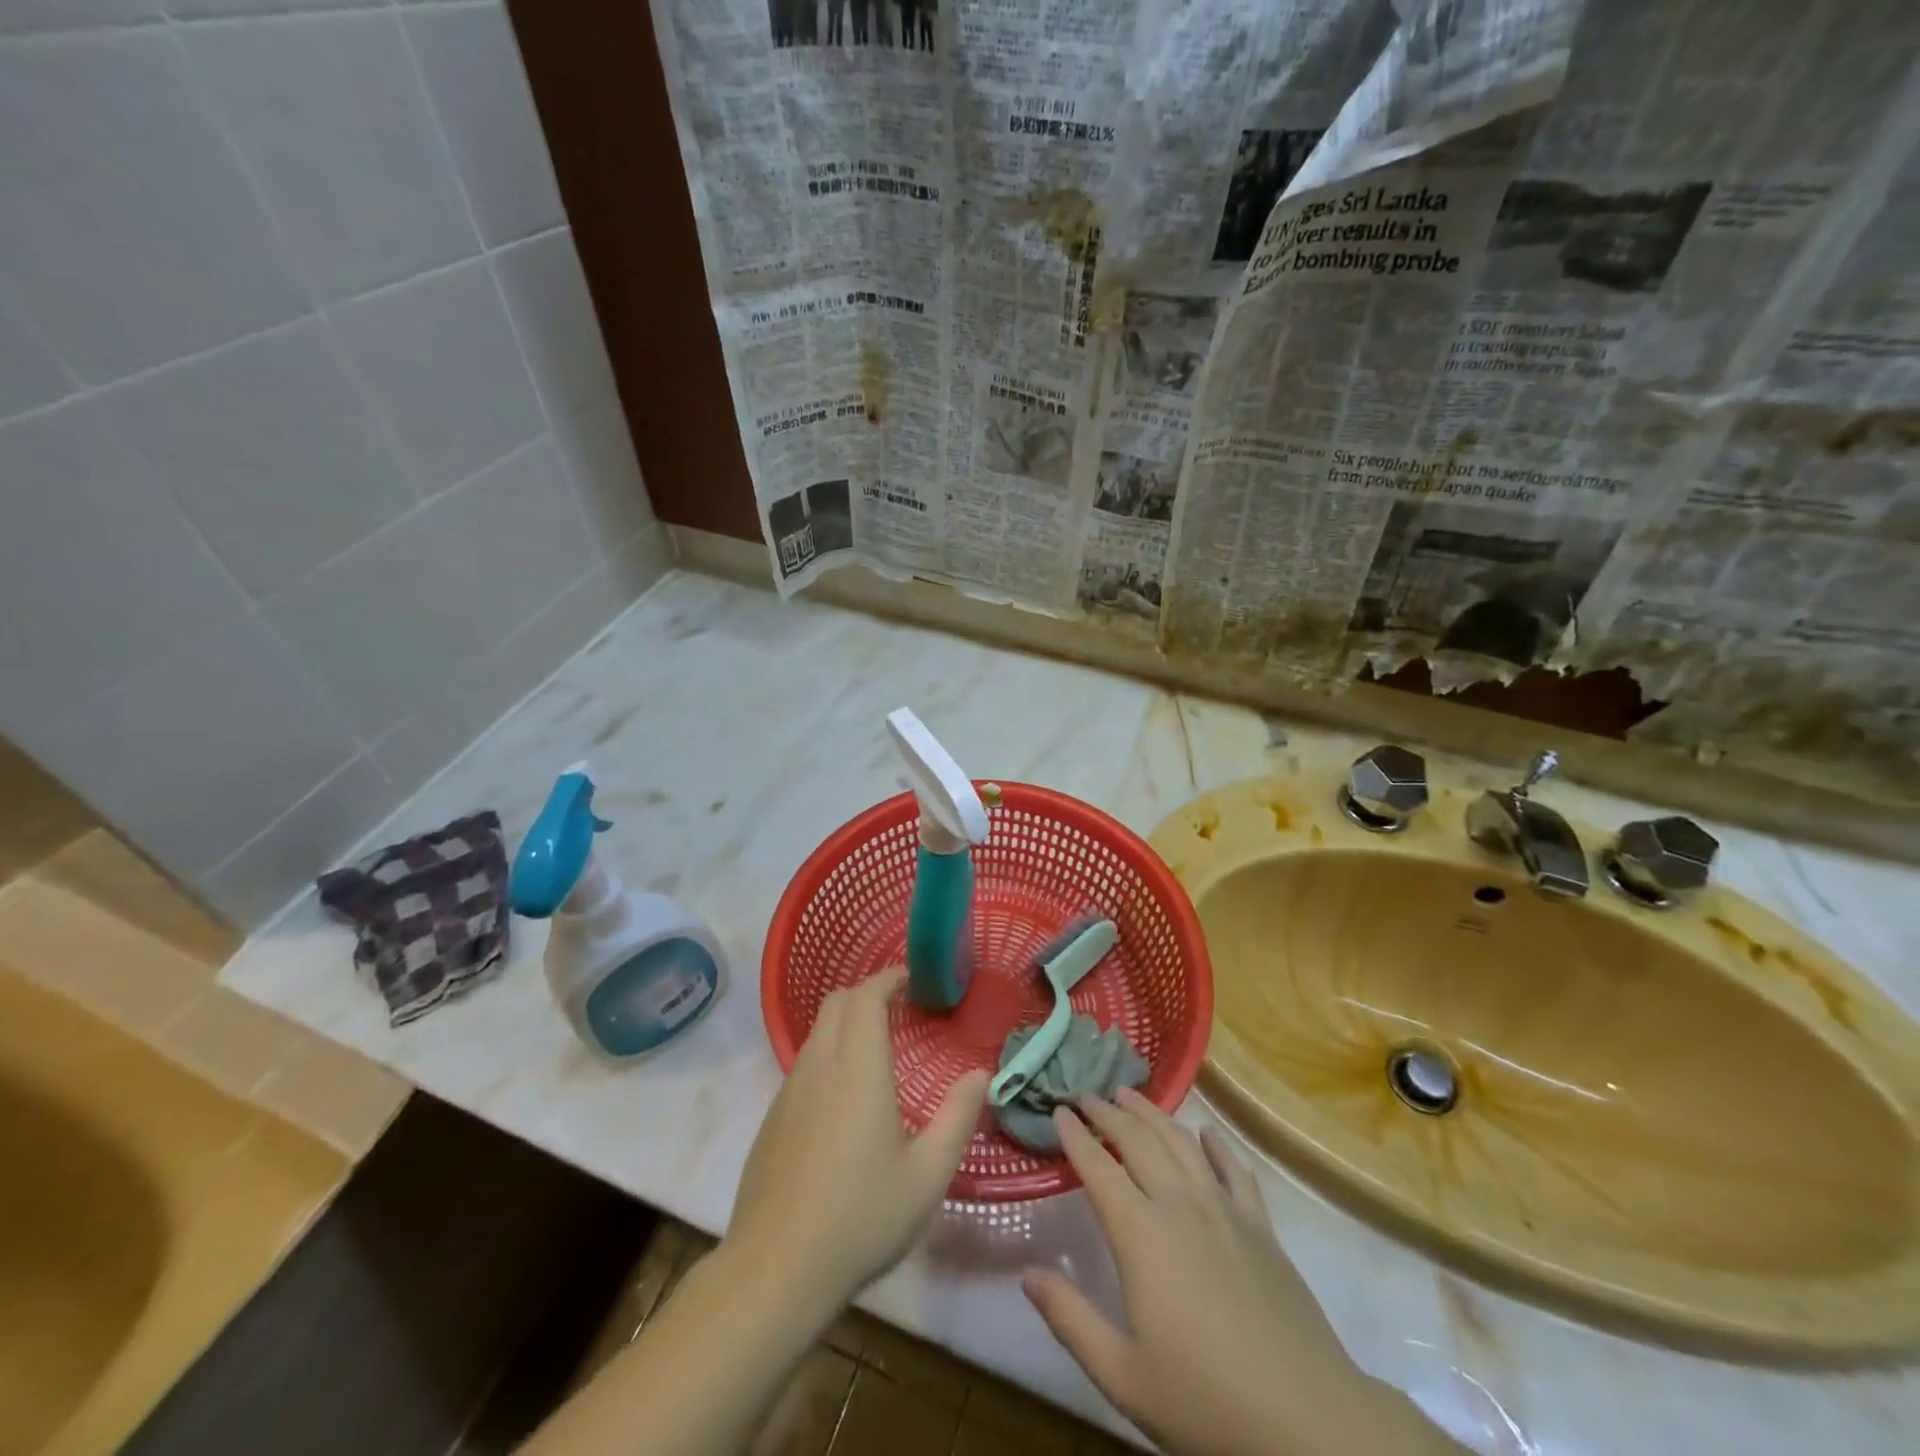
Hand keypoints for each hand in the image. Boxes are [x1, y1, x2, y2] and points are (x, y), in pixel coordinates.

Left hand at [730, 968, 987, 1313]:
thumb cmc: (860, 1218)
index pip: (865, 996)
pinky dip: (828, 1055)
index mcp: (858, 1069)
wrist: (775, 1270)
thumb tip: (981, 1074)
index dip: (888, 978)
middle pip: (836, 1003)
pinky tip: (845, 1098)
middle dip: (867, 993)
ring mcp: (789, 1091)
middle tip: (900, 1009)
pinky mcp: (772, 1118)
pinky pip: (804, 1064)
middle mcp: (819, 1066)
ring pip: (817, 1032)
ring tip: (877, 1050)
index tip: (912, 980)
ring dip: (846, 1024)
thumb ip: (958, 1118)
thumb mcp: (927, 1176)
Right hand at [1024, 1089, 1457, 1455]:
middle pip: (1137, 1141)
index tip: (1058, 1111)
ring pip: (1181, 1142)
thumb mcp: (1123, 1375)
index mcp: (1141, 1234)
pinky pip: (1235, 1170)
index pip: (1098, 1168)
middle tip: (1085, 1094)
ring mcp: (1225, 1210)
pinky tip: (1206, 1133)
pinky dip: (1216, 1145)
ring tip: (1130, 1095)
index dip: (1075, 1136)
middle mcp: (1180, 1205)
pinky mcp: (1262, 1226)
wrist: (1308, 1423)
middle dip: (1107, 1113)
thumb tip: (1027, 1274)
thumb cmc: (1205, 1401)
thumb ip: (1070, 1319)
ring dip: (1152, 1113)